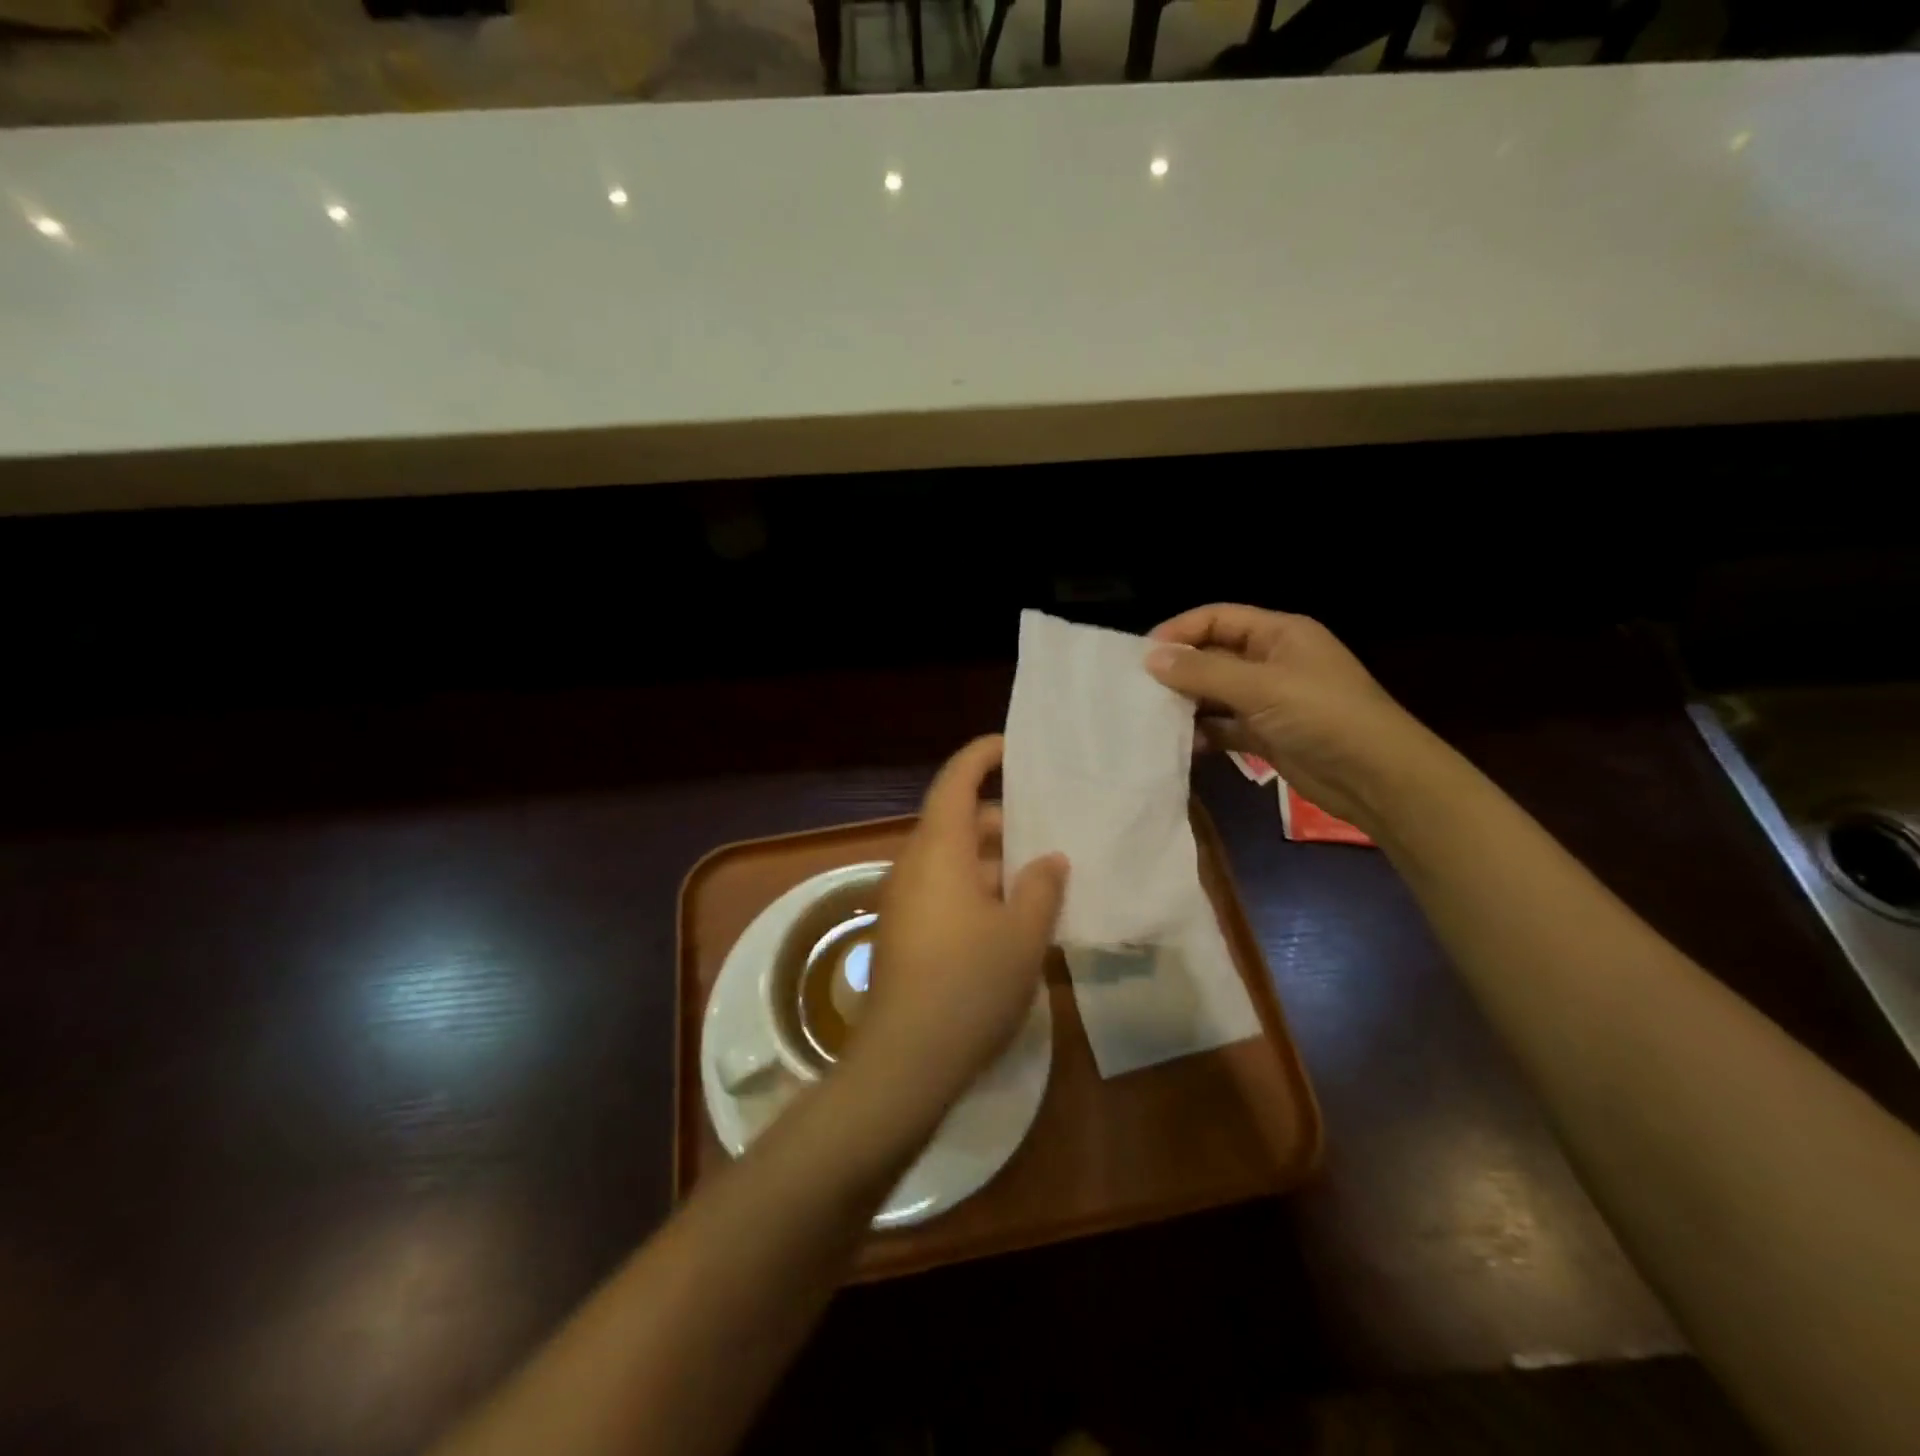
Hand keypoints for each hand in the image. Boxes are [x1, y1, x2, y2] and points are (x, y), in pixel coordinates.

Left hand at [856, 735, 1067, 1109]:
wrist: (904, 1061)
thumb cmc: (969, 985)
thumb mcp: (1022, 934)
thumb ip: (1041, 886)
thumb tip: (1048, 859)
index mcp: (939, 850)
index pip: (956, 781)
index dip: (981, 756)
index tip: (1011, 746)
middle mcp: (914, 865)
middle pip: (957, 821)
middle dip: (1000, 820)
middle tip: (1047, 829)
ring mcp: (904, 900)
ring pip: (952, 860)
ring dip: (991, 860)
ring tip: (1039, 876)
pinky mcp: (903, 932)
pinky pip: (943, 890)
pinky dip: (975, 888)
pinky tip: (1010, 918)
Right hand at [1144, 604, 1433, 835]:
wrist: (1378, 778)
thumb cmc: (1323, 716)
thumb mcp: (1260, 687)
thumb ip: (1203, 672)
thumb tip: (1150, 658)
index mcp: (1279, 634)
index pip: (1217, 618)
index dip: (1179, 631)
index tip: (1142, 656)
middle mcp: (1272, 661)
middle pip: (1214, 655)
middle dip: (1179, 670)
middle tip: (1139, 690)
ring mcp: (1271, 700)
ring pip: (1217, 693)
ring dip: (1188, 704)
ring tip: (1153, 718)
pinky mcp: (1269, 735)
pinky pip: (1226, 727)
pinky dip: (1205, 734)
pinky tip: (1183, 746)